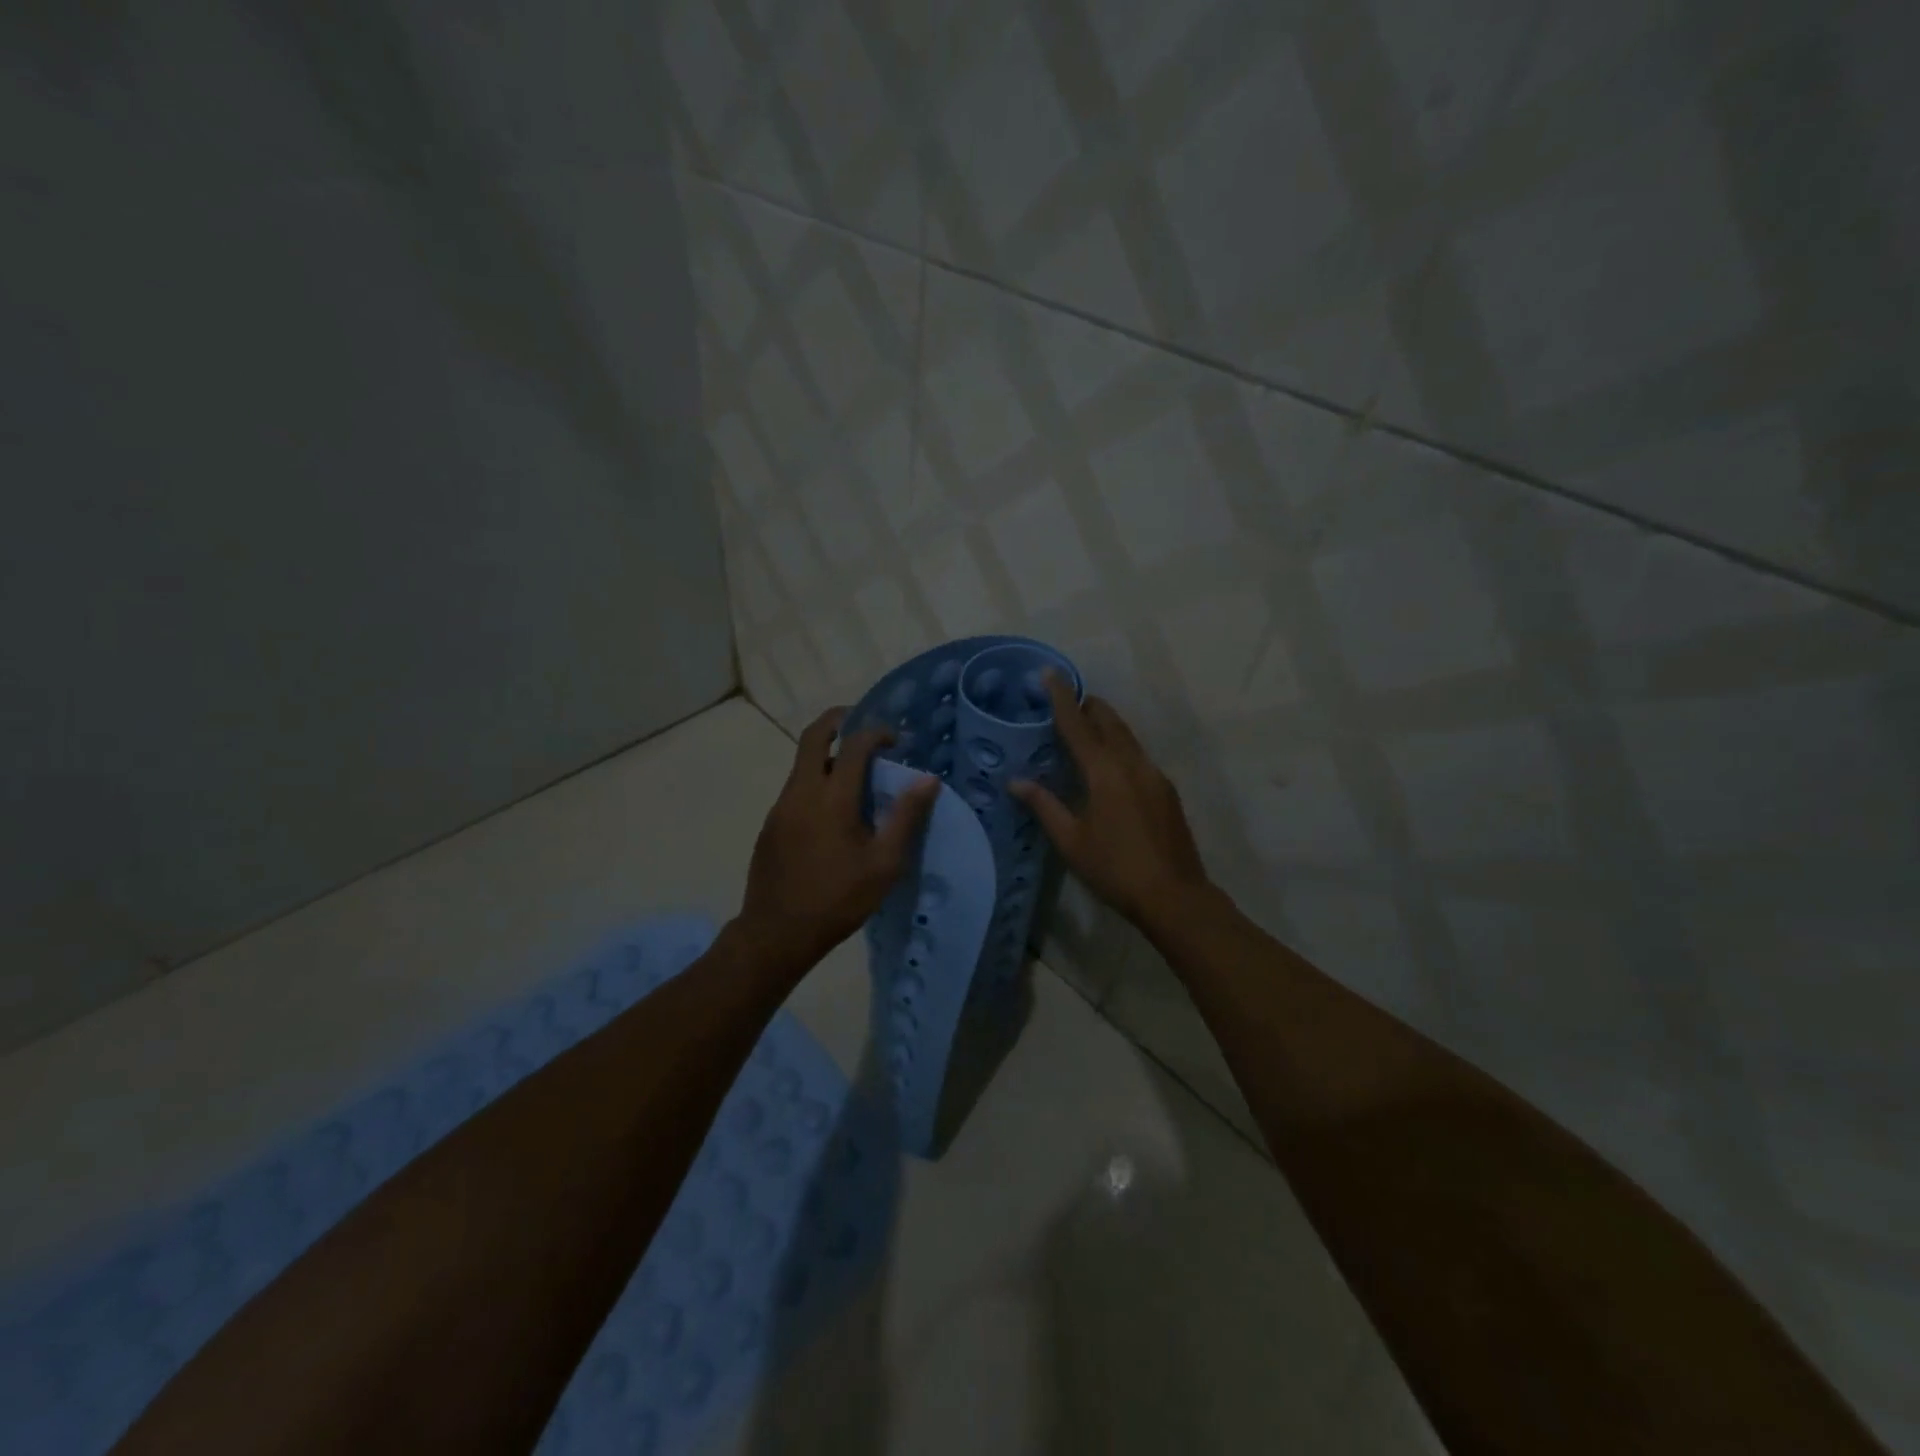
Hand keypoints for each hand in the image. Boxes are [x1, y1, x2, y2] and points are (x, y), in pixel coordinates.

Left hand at [735, 708, 940, 975]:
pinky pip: (795, 788)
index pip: (854, 745)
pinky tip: (832, 809)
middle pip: (813, 737)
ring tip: (853, 771)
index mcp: (832, 799)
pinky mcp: (771, 824)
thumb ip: (905, 817)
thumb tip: (928, 780)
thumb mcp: (884, 864)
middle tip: (861, 722)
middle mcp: (801, 792)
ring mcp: (781, 807)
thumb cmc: (838, 899)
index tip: (895, 740)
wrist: (777, 933)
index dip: (876, 733)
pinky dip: (815, 780)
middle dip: (838, 720)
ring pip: (801, 763)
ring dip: (826, 754)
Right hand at [1009, 676, 1211, 930]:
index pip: (1078, 725)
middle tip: (1067, 703)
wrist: (1174, 895)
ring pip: (1127, 736)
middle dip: (1088, 706)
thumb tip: (1016, 781)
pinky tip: (1110, 765)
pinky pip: (1138, 754)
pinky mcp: (1166, 789)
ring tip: (1085, 729)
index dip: (1062, 698)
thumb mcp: (1071, 841)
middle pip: (1109, 721)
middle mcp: (1133, 763)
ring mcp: (1155, 774)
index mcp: (1105, 772)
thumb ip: (1044, 805)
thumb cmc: (1115, 869)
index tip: (1050, 674)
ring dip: (1106, 725)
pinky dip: (1119, 746)